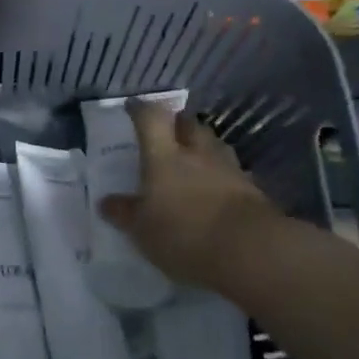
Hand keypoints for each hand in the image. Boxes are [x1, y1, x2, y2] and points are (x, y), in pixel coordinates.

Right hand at [96, 97, 280, 287]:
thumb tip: (105, 202)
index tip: (133, 107)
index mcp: (163, 156)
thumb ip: (124, 213)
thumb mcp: (142, 230)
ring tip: (193, 158)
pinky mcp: (253, 190)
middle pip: (188, 124)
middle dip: (177, 124)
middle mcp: (196, 153)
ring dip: (202, 146)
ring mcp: (228, 169)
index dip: (141, 109)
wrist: (252, 251)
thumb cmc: (184, 234)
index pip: (151, 118)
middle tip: (167, 132)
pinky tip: (218, 188)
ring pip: (213, 144)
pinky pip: (233, 172)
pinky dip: (222, 174)